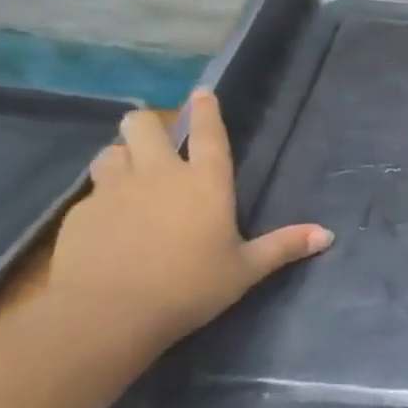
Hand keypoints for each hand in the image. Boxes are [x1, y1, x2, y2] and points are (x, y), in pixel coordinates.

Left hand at [47, 91, 332, 345]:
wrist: (106, 315)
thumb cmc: (188, 288)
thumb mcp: (244, 270)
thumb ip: (283, 247)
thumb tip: (327, 235)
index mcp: (205, 183)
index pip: (208, 133)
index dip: (206, 110)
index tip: (201, 92)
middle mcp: (159, 175)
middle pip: (144, 125)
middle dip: (148, 125)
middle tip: (154, 140)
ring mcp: (114, 191)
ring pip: (110, 151)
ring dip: (120, 157)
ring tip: (126, 174)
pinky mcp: (80, 214)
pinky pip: (91, 192)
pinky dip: (100, 199)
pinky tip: (105, 222)